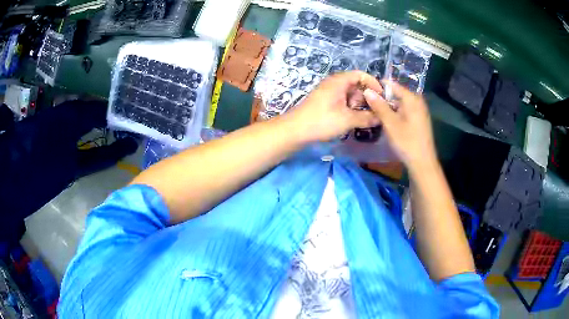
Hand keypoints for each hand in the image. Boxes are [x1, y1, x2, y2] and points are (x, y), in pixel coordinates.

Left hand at [288, 71, 383, 142]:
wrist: (295, 130)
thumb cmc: (322, 121)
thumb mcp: (348, 120)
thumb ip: (366, 118)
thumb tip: (380, 118)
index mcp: (339, 81)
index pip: (360, 75)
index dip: (373, 83)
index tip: (382, 97)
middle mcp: (334, 84)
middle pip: (356, 85)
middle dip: (366, 98)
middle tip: (373, 112)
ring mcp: (328, 93)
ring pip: (350, 95)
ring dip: (359, 105)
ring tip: (364, 119)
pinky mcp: (325, 102)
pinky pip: (342, 102)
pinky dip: (350, 109)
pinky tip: (353, 121)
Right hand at [363, 81, 437, 171]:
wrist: (423, 163)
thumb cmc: (407, 142)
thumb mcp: (390, 123)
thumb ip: (379, 105)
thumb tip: (367, 90)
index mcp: (412, 98)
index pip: (392, 85)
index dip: (378, 87)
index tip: (365, 91)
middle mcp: (417, 101)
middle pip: (396, 94)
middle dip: (382, 98)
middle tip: (367, 104)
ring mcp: (419, 111)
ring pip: (399, 103)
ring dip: (387, 107)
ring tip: (373, 112)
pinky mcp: (418, 120)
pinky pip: (403, 111)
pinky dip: (394, 113)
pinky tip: (386, 121)